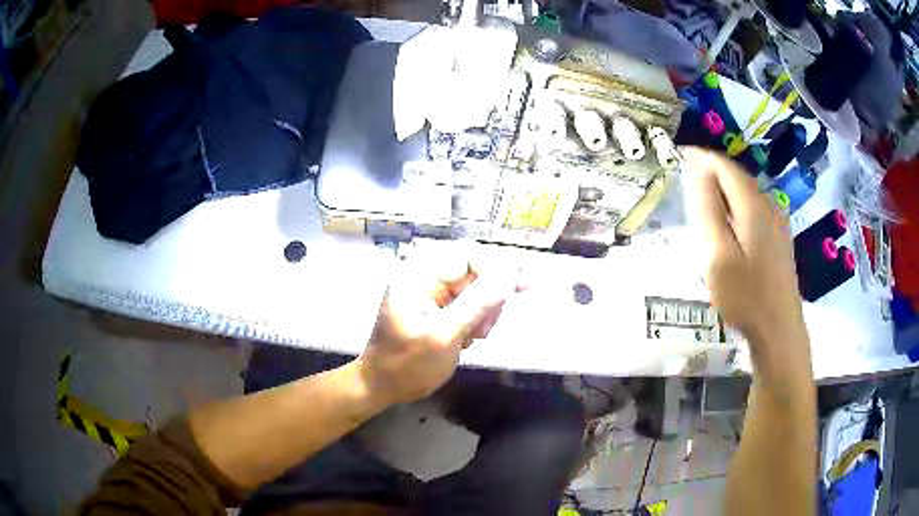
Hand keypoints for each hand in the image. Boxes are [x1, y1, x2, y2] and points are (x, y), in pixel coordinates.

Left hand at [355, 245, 523, 404]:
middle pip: (475, 270)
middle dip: (489, 297)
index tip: (524, 285)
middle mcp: (425, 275)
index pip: (467, 255)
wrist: (383, 386)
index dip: (498, 268)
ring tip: (474, 337)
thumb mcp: (444, 335)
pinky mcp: (438, 307)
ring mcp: (432, 292)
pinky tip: (469, 339)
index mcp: (418, 273)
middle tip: (486, 328)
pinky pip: (469, 303)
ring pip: (476, 288)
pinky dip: (476, 320)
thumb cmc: (407, 364)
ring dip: (484, 311)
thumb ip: (477, 303)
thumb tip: (511, 275)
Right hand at [681, 147, 810, 381]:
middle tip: (686, 172)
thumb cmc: (746, 297)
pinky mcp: (779, 237)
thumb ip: (709, 212)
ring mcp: (778, 222)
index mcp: (753, 206)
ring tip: (702, 192)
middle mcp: (769, 206)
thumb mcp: (719, 256)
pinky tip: (729, 218)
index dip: (701, 157)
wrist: (779, 330)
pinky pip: (755, 207)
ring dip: (724, 186)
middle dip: (712, 169)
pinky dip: (737, 202)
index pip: (724, 166)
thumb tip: (699, 172)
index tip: (679, 154)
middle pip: (737, 176)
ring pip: (747, 192)